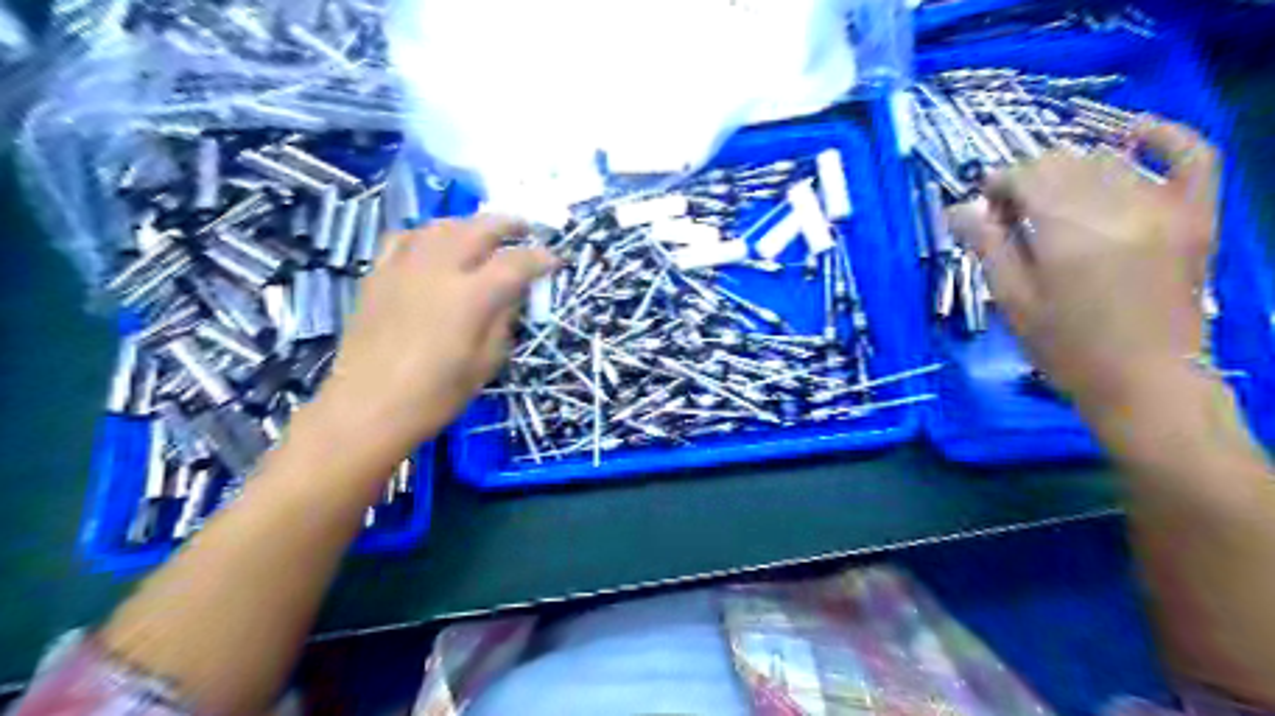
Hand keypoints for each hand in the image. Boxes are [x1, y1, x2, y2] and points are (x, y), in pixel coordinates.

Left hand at [316, 213, 556, 446]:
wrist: (368, 408)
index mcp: (471, 296)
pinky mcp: (378, 274)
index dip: (540, 258)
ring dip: (470, 224)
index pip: (515, 262)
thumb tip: (512, 293)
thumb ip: (503, 320)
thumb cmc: (436, 395)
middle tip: (526, 230)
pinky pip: (405, 237)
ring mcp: (404, 267)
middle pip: (479, 229)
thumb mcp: (486, 363)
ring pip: (442, 226)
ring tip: (483, 234)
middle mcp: (439, 270)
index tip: (554, 261)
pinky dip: (428, 234)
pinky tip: (434, 245)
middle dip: (509, 225)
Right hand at [949, 116, 1219, 409]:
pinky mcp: (1197, 216)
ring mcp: (1165, 208)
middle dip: (1028, 178)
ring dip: (1070, 170)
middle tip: (1011, 212)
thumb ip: (988, 247)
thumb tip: (960, 208)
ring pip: (1108, 160)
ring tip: (1052, 201)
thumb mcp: (1013, 301)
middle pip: (1064, 163)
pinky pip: (1193, 156)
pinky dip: (1165, 136)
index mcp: (1067, 233)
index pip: (1027, 176)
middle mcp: (1118, 208)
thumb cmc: (1066, 348)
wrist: (1145, 381)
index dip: (998, 183)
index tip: (983, 206)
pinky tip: (1135, 131)